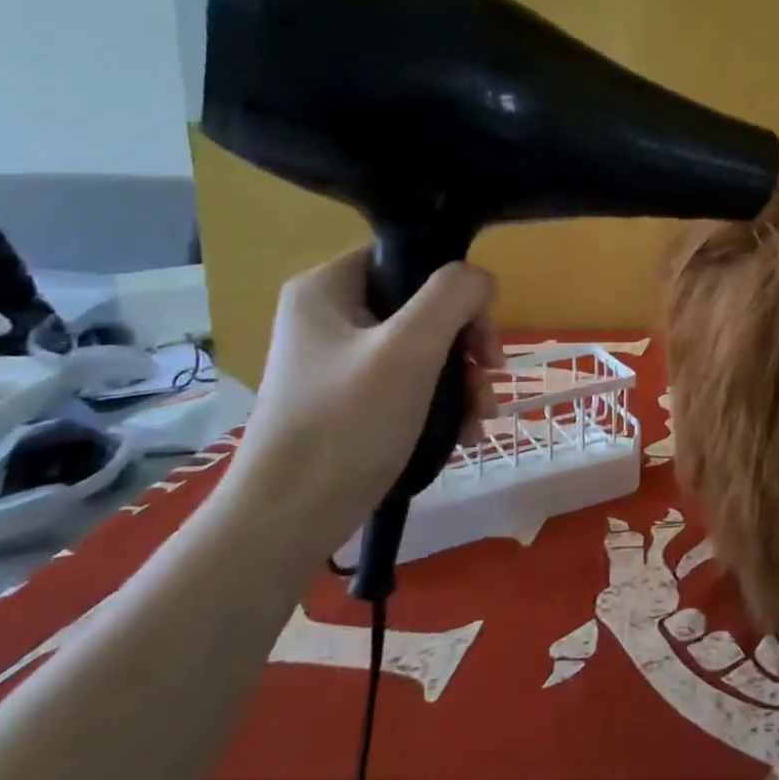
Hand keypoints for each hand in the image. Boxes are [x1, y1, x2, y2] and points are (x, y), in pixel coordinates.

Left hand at [235, 248, 503, 543]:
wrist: (288, 520)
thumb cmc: (347, 424)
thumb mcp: (411, 349)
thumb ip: (453, 296)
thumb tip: (481, 280)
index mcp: (327, 288)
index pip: (407, 259)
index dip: (454, 289)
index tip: (480, 333)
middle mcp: (329, 317)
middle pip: (423, 307)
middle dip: (467, 345)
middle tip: (490, 376)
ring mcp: (339, 361)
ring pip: (424, 349)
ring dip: (463, 379)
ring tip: (480, 417)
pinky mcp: (349, 401)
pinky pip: (410, 383)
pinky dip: (442, 403)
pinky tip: (463, 433)